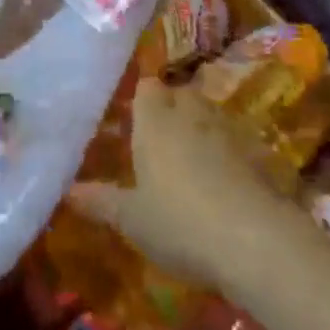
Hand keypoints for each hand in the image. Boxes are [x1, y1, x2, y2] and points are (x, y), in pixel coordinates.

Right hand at [71, 79, 292, 290]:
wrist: (257, 242)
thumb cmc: (180, 222)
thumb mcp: (131, 219)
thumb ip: (100, 201)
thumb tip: (68, 191)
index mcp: (155, 120)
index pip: (146, 87)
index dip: (140, 100)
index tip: (132, 120)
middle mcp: (192, 114)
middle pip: (180, 94)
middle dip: (171, 110)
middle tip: (159, 140)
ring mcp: (230, 131)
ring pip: (211, 116)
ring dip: (202, 130)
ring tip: (191, 161)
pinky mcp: (261, 154)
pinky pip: (238, 143)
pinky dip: (231, 154)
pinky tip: (226, 183)